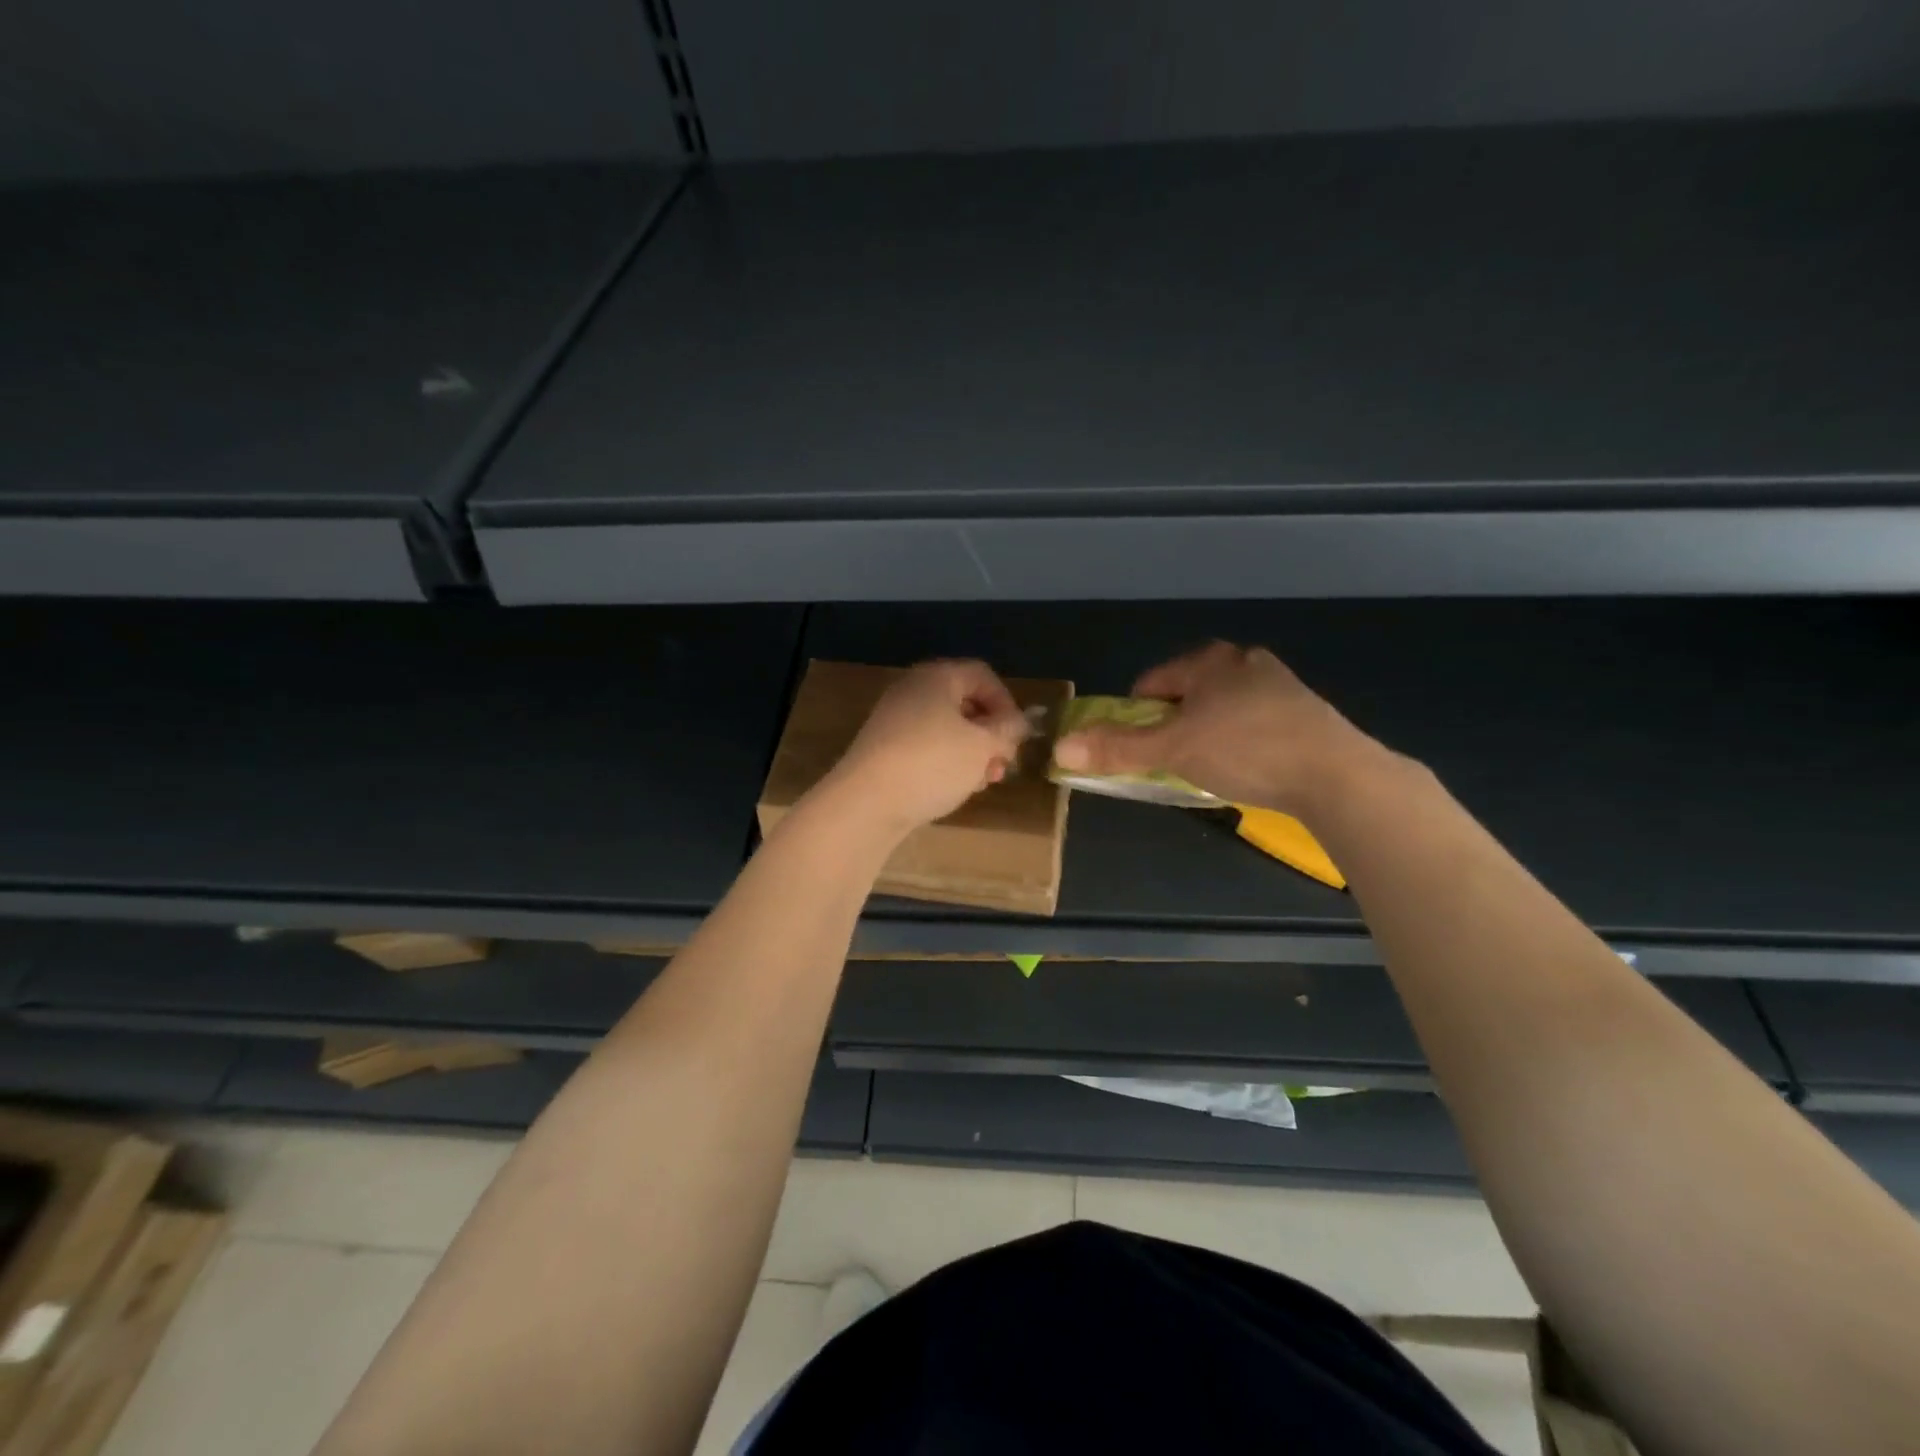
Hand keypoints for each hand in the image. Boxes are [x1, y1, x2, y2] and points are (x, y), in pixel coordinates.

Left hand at [820, 659, 1032, 838]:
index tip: (1016, 736)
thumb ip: (1007, 730)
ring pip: (947, 729)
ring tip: (983, 782)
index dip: (1007, 703)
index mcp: (936, 677)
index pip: (982, 675)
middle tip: (1003, 765)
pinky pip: (926, 746)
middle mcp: (912, 690)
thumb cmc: (932, 763)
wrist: (867, 802)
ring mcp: (895, 720)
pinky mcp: (885, 749)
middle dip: (990, 734)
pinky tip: (956, 788)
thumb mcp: (982, 745)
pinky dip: (947, 762)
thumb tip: (1017, 722)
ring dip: (972, 752)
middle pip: (964, 703)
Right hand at [1051, 641, 1379, 815]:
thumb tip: (1059, 749)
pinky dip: (1244, 741)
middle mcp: (1246, 664)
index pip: (1154, 682)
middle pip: (1190, 692)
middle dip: (1175, 723)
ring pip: (1225, 707)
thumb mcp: (1172, 751)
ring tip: (1212, 766)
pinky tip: (1251, 768)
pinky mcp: (1307, 715)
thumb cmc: (1246, 750)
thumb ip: (1117, 749)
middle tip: (1173, 758)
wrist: (1337, 775)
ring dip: (1210, 731)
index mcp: (1211, 662)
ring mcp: (1281, 687)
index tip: (1139, 747)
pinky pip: (1256, 723)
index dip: (1137, 714)